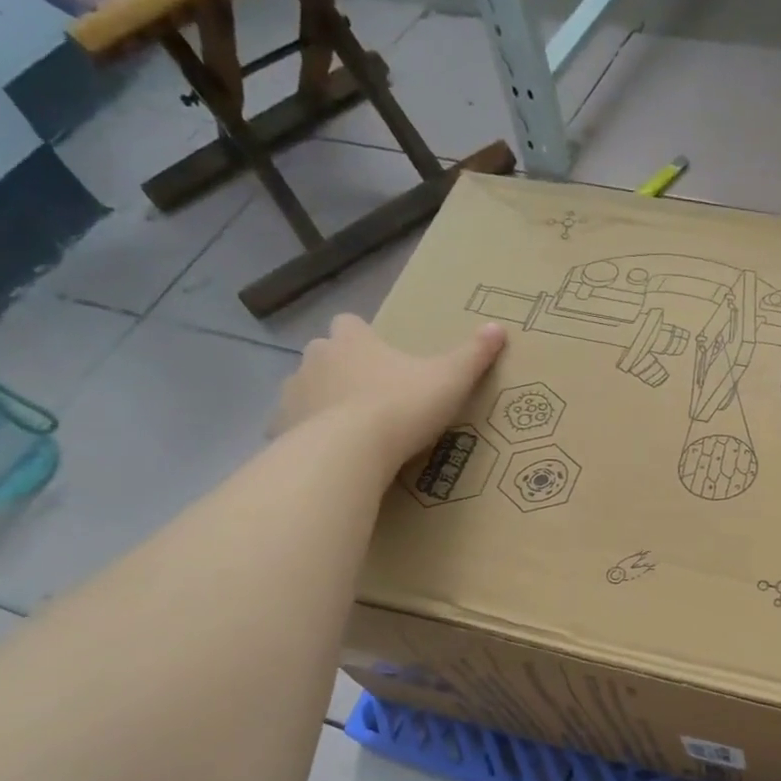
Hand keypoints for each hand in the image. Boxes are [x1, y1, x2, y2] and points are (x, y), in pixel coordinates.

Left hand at [275, 315, 505, 457]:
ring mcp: (294, 393)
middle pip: (325, 355)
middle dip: (342, 370)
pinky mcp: (281, 429)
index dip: (363, 338)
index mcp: (352, 341)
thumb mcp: (449, 379)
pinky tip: (331, 455)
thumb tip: (499, 327)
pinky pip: (295, 427)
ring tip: (353, 431)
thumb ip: (473, 355)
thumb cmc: (401, 406)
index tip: (380, 356)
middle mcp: (317, 358)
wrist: (348, 452)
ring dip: (324, 402)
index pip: (349, 324)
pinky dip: (309, 436)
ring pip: (307, 390)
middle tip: (372, 396)